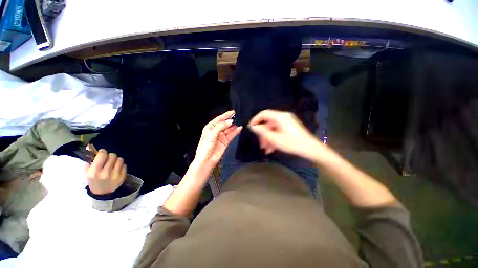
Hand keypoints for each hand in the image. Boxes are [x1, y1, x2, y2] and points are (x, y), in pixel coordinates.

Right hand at [85, 149, 125, 194]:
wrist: (102, 194)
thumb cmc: (94, 182)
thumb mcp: (88, 173)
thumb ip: (90, 162)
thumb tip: (92, 150)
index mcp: (94, 171)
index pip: (102, 155)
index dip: (102, 152)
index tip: (102, 152)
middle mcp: (105, 172)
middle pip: (112, 156)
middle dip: (110, 155)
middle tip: (108, 158)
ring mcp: (115, 174)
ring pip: (120, 159)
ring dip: (116, 160)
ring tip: (113, 163)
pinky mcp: (123, 176)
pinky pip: (124, 165)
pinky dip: (121, 165)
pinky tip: (117, 168)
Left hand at [195, 110, 241, 168]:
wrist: (207, 160)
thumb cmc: (205, 146)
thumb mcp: (212, 134)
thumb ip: (221, 126)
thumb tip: (230, 121)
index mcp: (210, 127)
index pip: (219, 119)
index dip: (225, 115)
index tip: (232, 112)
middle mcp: (216, 130)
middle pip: (224, 123)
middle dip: (230, 120)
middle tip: (238, 117)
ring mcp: (221, 136)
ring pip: (229, 129)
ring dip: (234, 126)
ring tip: (240, 122)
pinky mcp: (225, 141)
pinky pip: (231, 135)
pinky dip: (235, 132)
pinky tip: (239, 128)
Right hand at [249, 109, 319, 157]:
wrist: (311, 149)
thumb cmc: (292, 143)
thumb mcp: (274, 138)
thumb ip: (262, 132)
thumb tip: (253, 127)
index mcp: (280, 117)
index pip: (264, 114)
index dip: (255, 120)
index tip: (250, 128)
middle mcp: (283, 117)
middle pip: (268, 124)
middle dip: (263, 135)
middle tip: (260, 145)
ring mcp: (287, 122)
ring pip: (273, 129)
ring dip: (268, 139)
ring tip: (266, 150)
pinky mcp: (290, 128)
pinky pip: (278, 131)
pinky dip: (274, 139)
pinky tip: (272, 149)